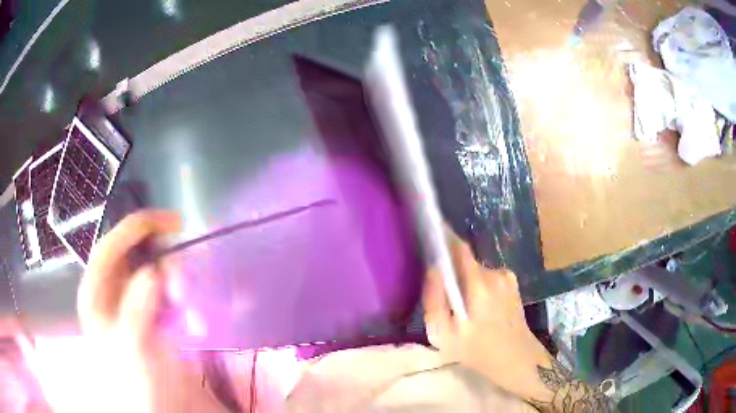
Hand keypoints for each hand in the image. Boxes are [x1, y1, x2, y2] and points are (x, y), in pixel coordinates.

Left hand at [77, 210, 222, 412]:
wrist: (158, 406)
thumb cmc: (136, 380)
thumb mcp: (133, 349)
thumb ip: (137, 310)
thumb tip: (153, 272)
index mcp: (96, 291)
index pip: (112, 244)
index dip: (139, 228)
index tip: (174, 224)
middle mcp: (112, 288)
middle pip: (138, 255)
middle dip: (166, 265)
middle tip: (184, 290)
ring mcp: (134, 299)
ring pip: (158, 270)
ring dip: (179, 285)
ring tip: (191, 314)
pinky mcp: (154, 310)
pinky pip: (170, 290)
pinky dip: (186, 299)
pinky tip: (194, 321)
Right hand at [424, 234, 613, 411]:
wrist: (517, 359)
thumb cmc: (478, 351)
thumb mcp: (445, 335)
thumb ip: (434, 300)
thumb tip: (432, 269)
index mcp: (479, 284)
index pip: (459, 248)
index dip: (443, 241)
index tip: (431, 244)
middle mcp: (495, 273)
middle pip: (465, 261)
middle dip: (452, 272)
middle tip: (445, 299)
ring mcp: (506, 277)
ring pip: (476, 270)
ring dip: (466, 282)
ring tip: (464, 310)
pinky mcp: (512, 283)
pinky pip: (487, 277)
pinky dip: (478, 287)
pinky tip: (480, 310)